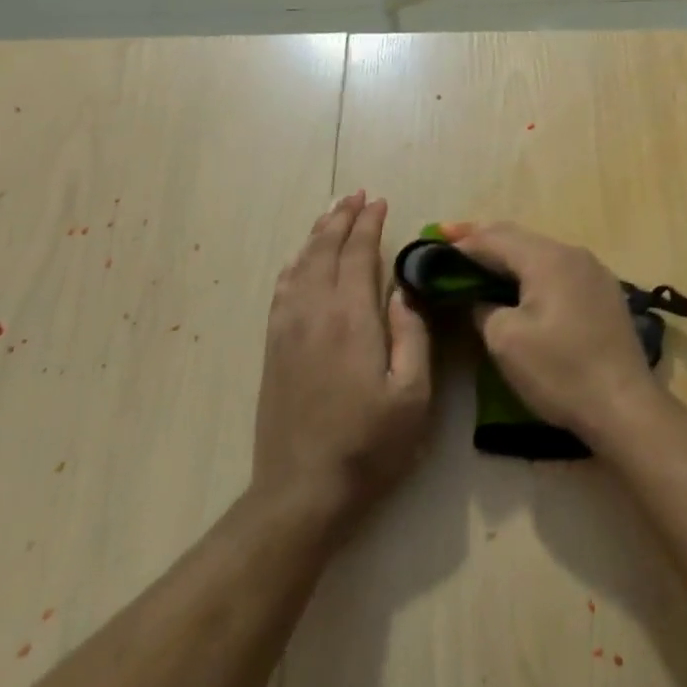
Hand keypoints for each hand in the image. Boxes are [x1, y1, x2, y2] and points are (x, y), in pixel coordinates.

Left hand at [252, 192, 432, 531]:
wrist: (301, 491)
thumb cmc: (369, 445)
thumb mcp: (412, 396)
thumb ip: (412, 337)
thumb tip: (405, 293)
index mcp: (351, 319)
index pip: (359, 255)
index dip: (369, 225)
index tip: (380, 201)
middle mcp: (314, 313)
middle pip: (325, 251)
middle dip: (341, 218)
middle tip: (356, 194)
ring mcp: (287, 329)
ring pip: (300, 265)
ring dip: (317, 234)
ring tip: (332, 213)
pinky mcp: (273, 348)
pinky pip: (282, 289)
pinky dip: (294, 263)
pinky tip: (299, 259)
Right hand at [446, 222, 657, 446]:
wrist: (624, 405)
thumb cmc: (560, 371)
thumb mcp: (506, 340)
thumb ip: (483, 307)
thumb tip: (480, 298)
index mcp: (548, 259)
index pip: (495, 238)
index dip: (462, 240)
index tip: (433, 241)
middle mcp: (573, 254)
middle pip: (519, 238)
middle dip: (484, 239)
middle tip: (450, 239)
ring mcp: (593, 271)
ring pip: (540, 252)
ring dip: (508, 254)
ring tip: (479, 259)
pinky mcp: (603, 292)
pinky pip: (558, 269)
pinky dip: (532, 270)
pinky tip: (519, 282)